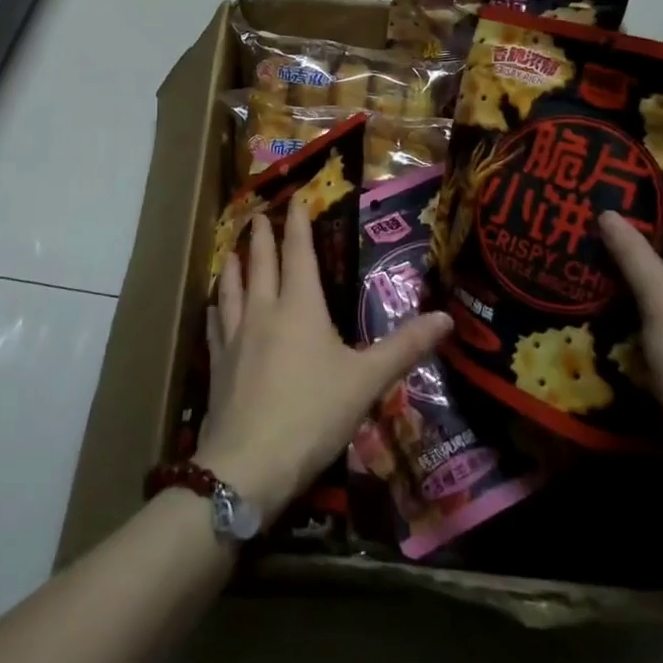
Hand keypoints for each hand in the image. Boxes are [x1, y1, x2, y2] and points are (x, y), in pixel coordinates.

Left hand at [196, 197, 451, 524]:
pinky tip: (215, 306)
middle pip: (261, 263)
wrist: (247, 465)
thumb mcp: (367, 381)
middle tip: (259, 215)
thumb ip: (405, 347)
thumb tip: (447, 318)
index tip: (295, 197)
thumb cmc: (313, 415)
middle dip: (263, 237)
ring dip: (234, 265)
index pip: (299, 253)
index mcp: (300, 307)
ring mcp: (235, 337)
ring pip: (231, 288)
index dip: (298, 223)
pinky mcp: (217, 364)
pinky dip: (217, 307)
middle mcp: (264, 311)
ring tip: (234, 250)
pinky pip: (215, 324)